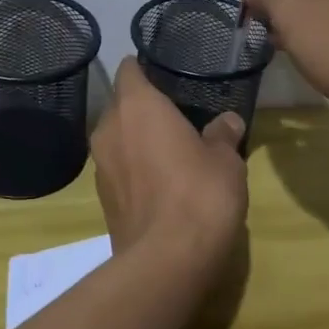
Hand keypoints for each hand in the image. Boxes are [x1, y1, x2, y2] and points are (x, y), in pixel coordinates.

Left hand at [91, 58, 247, 271]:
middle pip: (122, 105)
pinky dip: (135, 168)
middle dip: (144, 107)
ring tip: (171, 148)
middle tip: (177, 113)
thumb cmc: (199, 193)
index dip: (145, 67)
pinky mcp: (102, 198)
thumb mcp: (225, 160)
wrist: (166, 260)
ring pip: (118, 138)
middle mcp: (109, 128)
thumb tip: (228, 121)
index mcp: (137, 106)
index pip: (130, 70)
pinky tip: (161, 182)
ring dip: (138, 139)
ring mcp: (100, 165)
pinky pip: (119, 168)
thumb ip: (222, 134)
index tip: (166, 72)